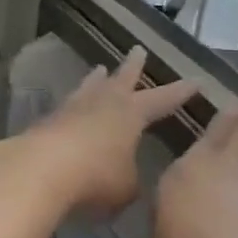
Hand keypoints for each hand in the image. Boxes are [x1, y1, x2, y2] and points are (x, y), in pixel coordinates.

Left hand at [0, 47, 196, 215]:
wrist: (41, 168)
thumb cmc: (95, 177)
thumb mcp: (126, 188)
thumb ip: (131, 179)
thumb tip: (126, 177)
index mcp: (131, 113)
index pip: (162, 99)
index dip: (179, 92)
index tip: (195, 80)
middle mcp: (104, 102)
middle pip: (122, 79)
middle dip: (133, 66)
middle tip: (138, 50)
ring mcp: (73, 107)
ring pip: (90, 86)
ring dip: (97, 79)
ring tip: (100, 70)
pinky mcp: (49, 120)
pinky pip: (68, 106)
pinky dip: (75, 105)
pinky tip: (71, 108)